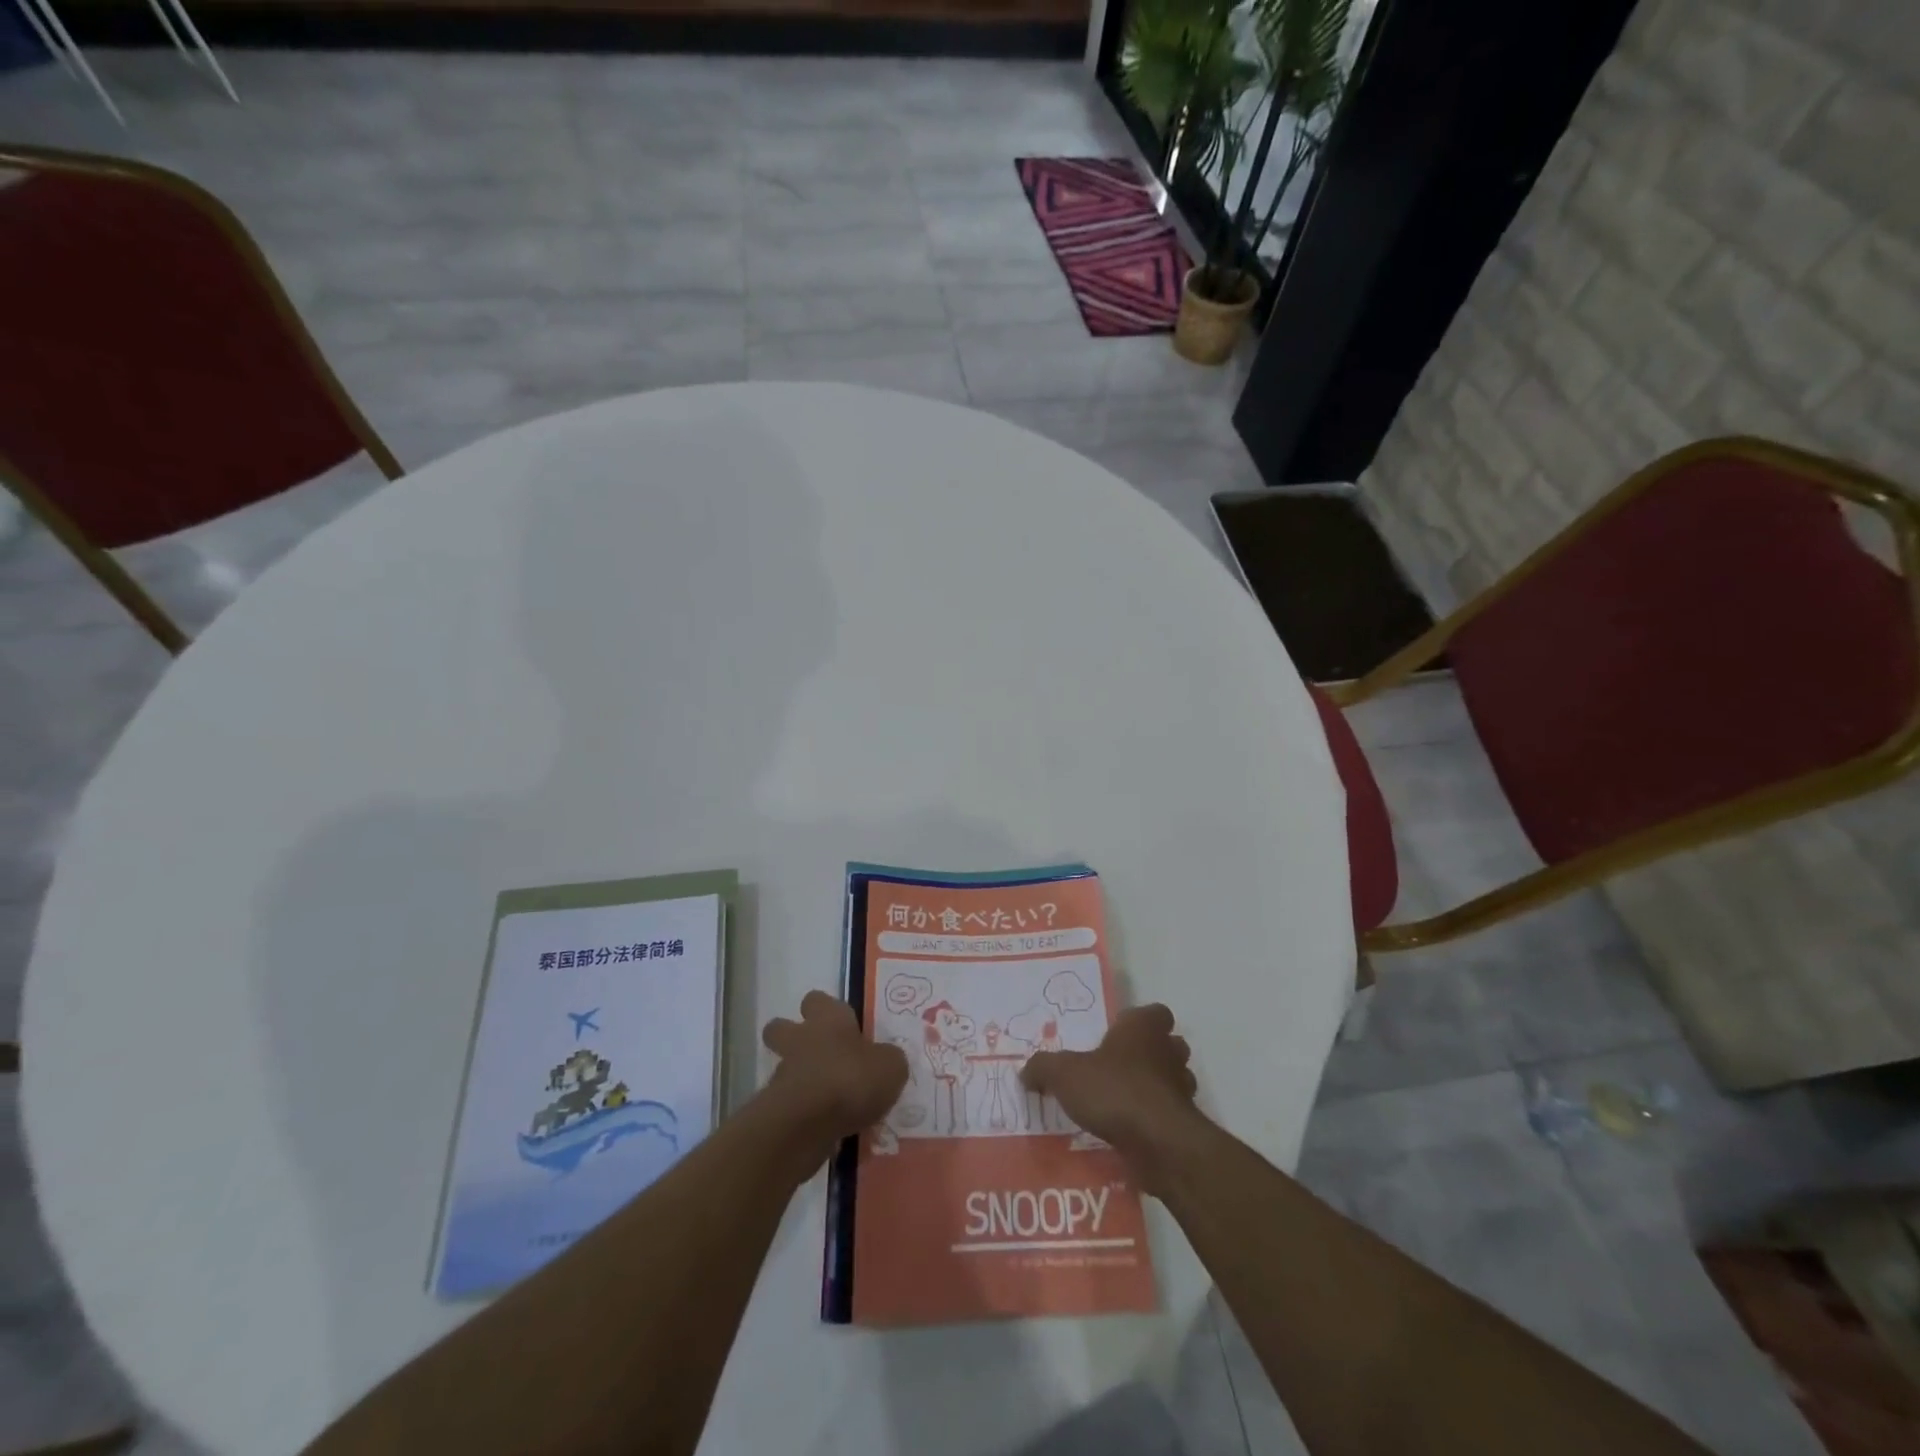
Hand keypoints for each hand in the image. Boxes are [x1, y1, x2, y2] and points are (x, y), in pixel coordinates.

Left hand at [761, 992, 907, 1165]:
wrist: (806, 1124)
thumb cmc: (851, 1079)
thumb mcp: (891, 1067)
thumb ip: (888, 1059)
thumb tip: (886, 1060)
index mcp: (828, 1019)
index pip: (817, 1000)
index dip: (825, 1010)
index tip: (842, 1025)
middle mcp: (800, 1039)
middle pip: (780, 1027)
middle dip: (793, 1037)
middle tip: (819, 1055)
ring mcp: (782, 1073)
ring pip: (784, 1067)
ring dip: (800, 1079)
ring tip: (829, 1101)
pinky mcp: (774, 1108)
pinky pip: (788, 1104)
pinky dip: (801, 1113)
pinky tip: (824, 1127)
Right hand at [1021, 1004, 1202, 1187]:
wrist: (1158, 1143)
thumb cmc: (1114, 1090)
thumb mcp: (1064, 1074)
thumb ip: (1043, 1068)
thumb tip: (1026, 1072)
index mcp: (1144, 1028)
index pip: (1155, 1012)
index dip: (1138, 1022)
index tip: (1117, 1034)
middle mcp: (1169, 1051)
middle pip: (1168, 1044)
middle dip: (1150, 1053)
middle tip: (1118, 1066)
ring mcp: (1182, 1088)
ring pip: (1174, 1078)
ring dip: (1155, 1086)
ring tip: (1124, 1099)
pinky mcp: (1185, 1123)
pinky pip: (1170, 1113)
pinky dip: (1154, 1118)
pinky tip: (1130, 1130)